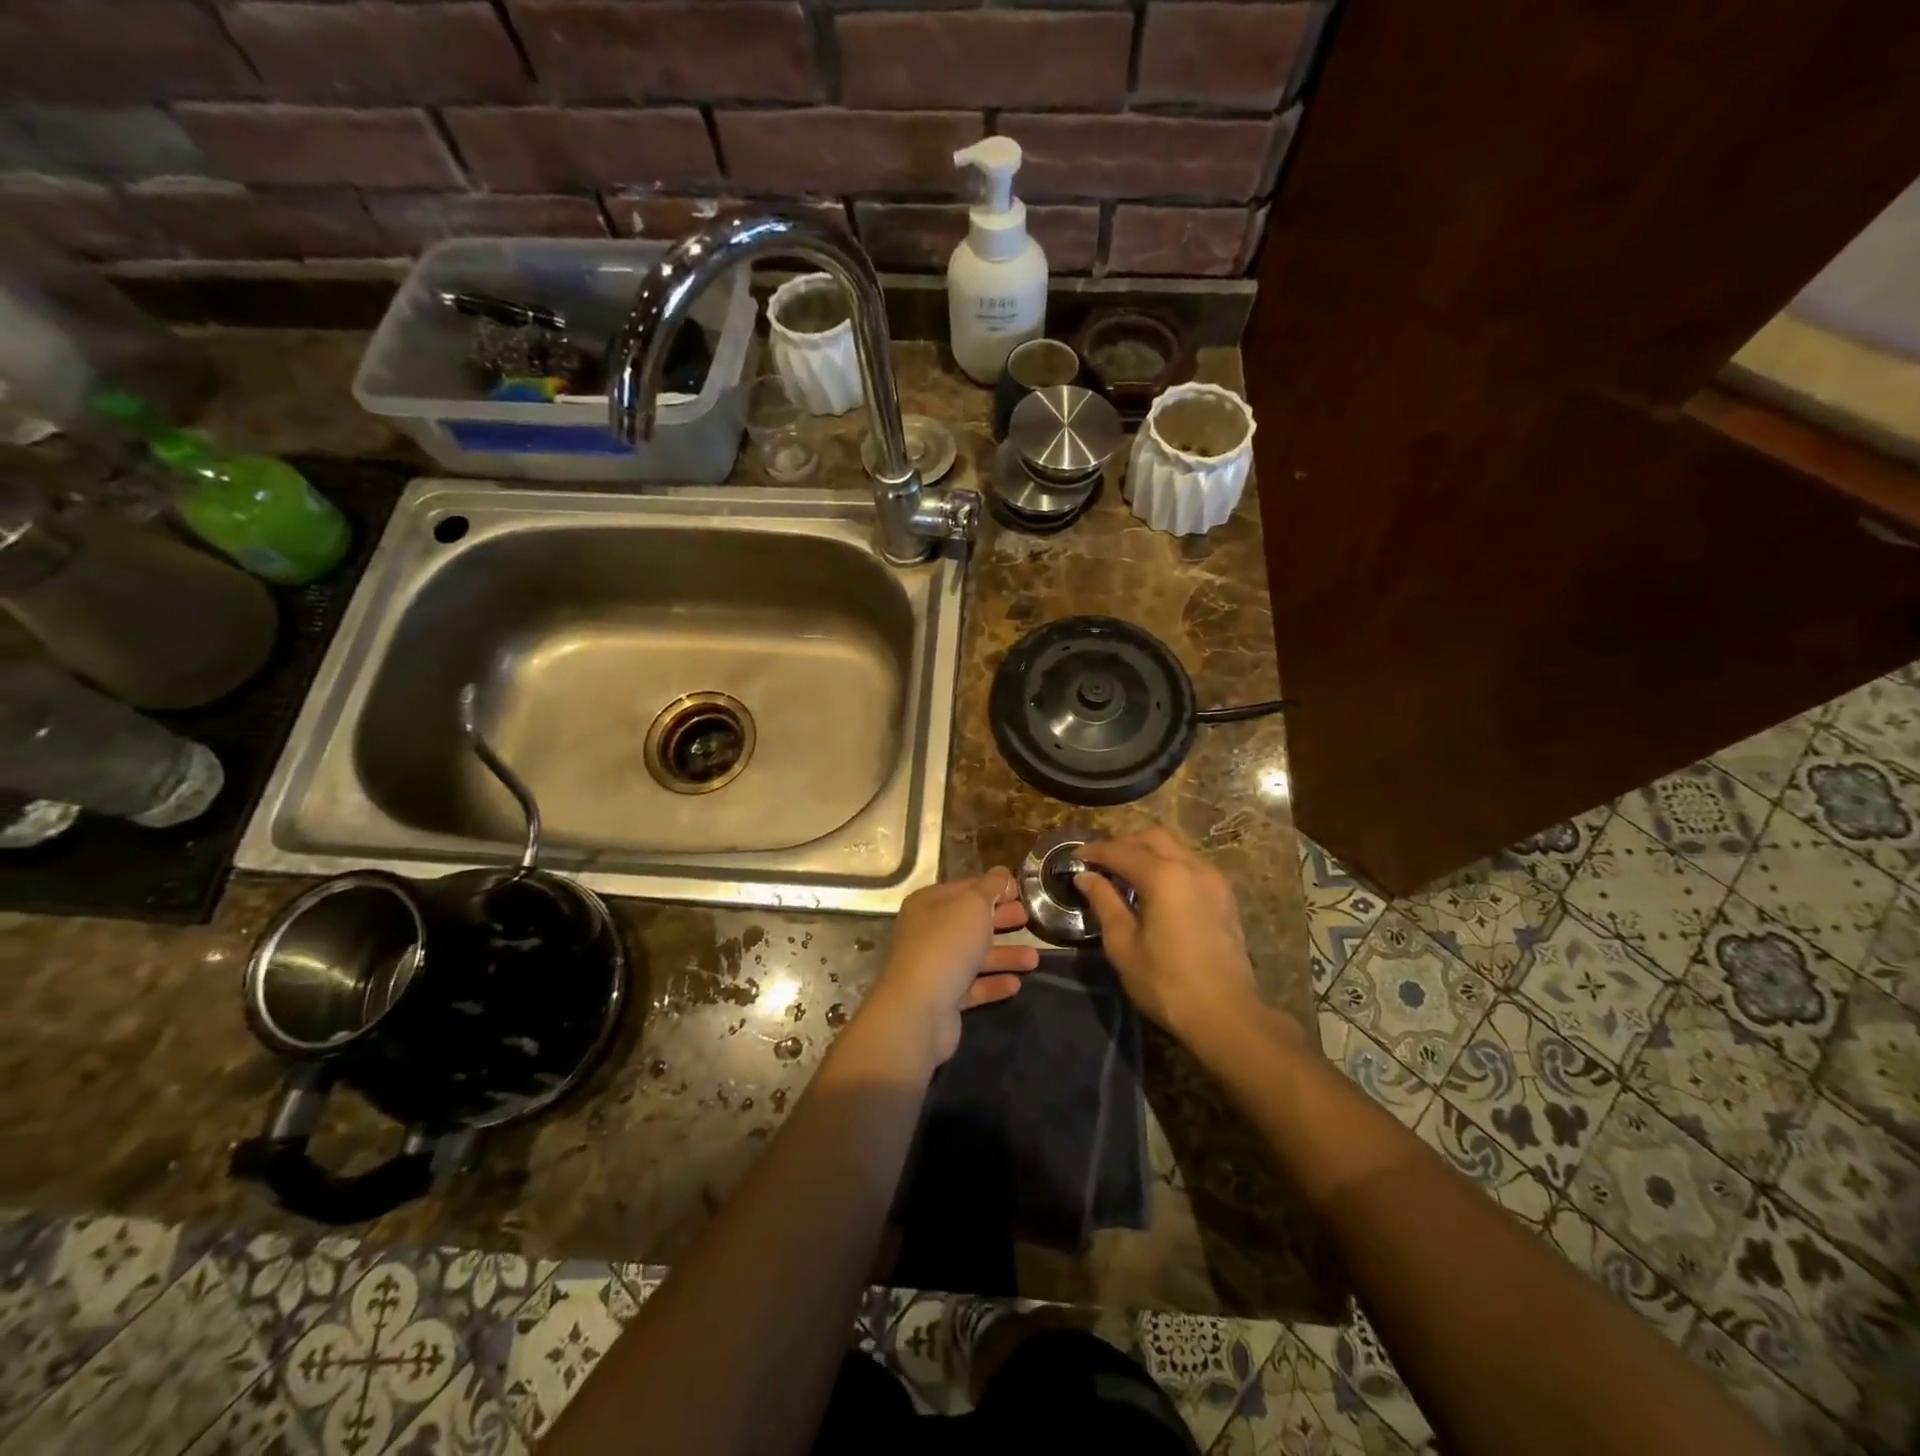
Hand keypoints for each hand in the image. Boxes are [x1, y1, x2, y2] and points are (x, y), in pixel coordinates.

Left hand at [862, 869, 1039, 1065]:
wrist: (919, 1008)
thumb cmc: (948, 944)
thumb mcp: (973, 905)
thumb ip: (990, 887)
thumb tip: (1001, 872)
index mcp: (929, 903)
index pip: (965, 888)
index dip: (993, 887)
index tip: (1021, 891)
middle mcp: (928, 932)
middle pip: (970, 922)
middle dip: (1000, 919)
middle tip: (1029, 919)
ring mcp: (934, 966)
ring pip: (974, 955)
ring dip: (1004, 955)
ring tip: (1034, 959)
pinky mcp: (943, 998)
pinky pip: (972, 986)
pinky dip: (993, 983)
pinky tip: (1016, 984)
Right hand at [1076, 828, 1259, 1038]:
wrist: (1225, 1015)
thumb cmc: (1165, 982)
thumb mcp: (1122, 944)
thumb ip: (1104, 902)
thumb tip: (1085, 877)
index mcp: (1163, 876)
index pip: (1121, 851)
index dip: (1094, 851)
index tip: (1075, 857)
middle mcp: (1191, 866)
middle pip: (1152, 838)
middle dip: (1123, 844)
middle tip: (1101, 864)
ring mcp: (1213, 879)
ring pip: (1175, 847)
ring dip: (1148, 852)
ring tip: (1126, 875)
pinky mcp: (1225, 896)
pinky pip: (1191, 865)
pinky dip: (1169, 865)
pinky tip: (1156, 889)